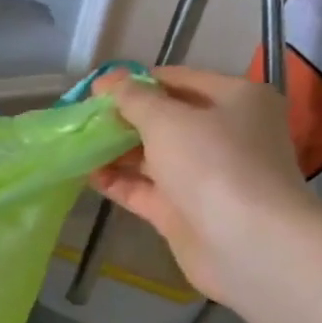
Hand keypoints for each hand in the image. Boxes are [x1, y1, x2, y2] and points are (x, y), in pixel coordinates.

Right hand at [90, 66, 321, 302]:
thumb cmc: (213, 164)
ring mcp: (203, 174)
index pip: (177, 80)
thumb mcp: (168, 120)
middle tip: (80, 121)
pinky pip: (144, 188)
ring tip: (75, 146)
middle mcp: (223, 133)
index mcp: (235, 100)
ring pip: (151, 155)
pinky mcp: (183, 209)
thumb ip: (132, 98)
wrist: (246, 242)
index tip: (93, 91)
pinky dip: (117, 181)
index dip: (134, 82)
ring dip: (114, 151)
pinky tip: (85, 174)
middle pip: (163, 119)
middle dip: (121, 119)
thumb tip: (107, 80)